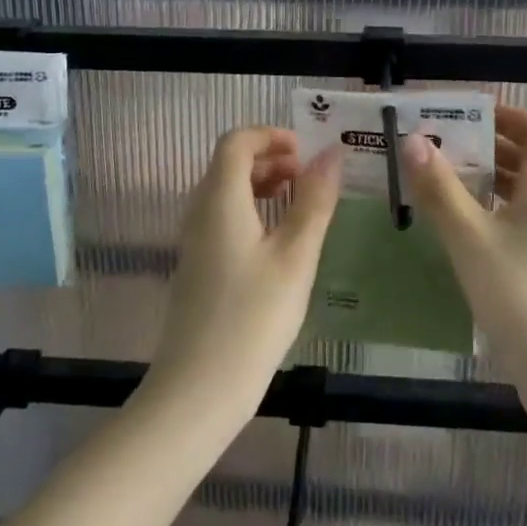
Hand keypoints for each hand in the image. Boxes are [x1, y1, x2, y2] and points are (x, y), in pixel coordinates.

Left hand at [144, 127, 342, 420]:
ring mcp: (194, 239)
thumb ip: (314, 201)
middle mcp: (199, 210)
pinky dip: (251, 210)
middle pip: (229, 162)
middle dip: (270, 158)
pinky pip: (222, 217)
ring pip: (226, 190)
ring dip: (262, 184)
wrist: (198, 389)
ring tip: (300, 205)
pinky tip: (278, 241)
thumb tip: (331, 154)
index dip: (271, 136)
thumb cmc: (253, 318)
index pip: (236, 141)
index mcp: (220, 199)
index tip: (306, 153)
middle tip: (309, 178)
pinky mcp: (197, 265)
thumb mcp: (296, 257)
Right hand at [398, 106, 526, 391]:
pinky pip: (512, 225)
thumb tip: (413, 139)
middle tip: (439, 143)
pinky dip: (485, 214)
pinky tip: (454, 229)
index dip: (509, 115)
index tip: (467, 113)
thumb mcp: (471, 239)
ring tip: (438, 179)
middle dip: (486, 145)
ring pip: (518, 195)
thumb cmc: (522, 297)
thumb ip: (440, 189)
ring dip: (483, 180)